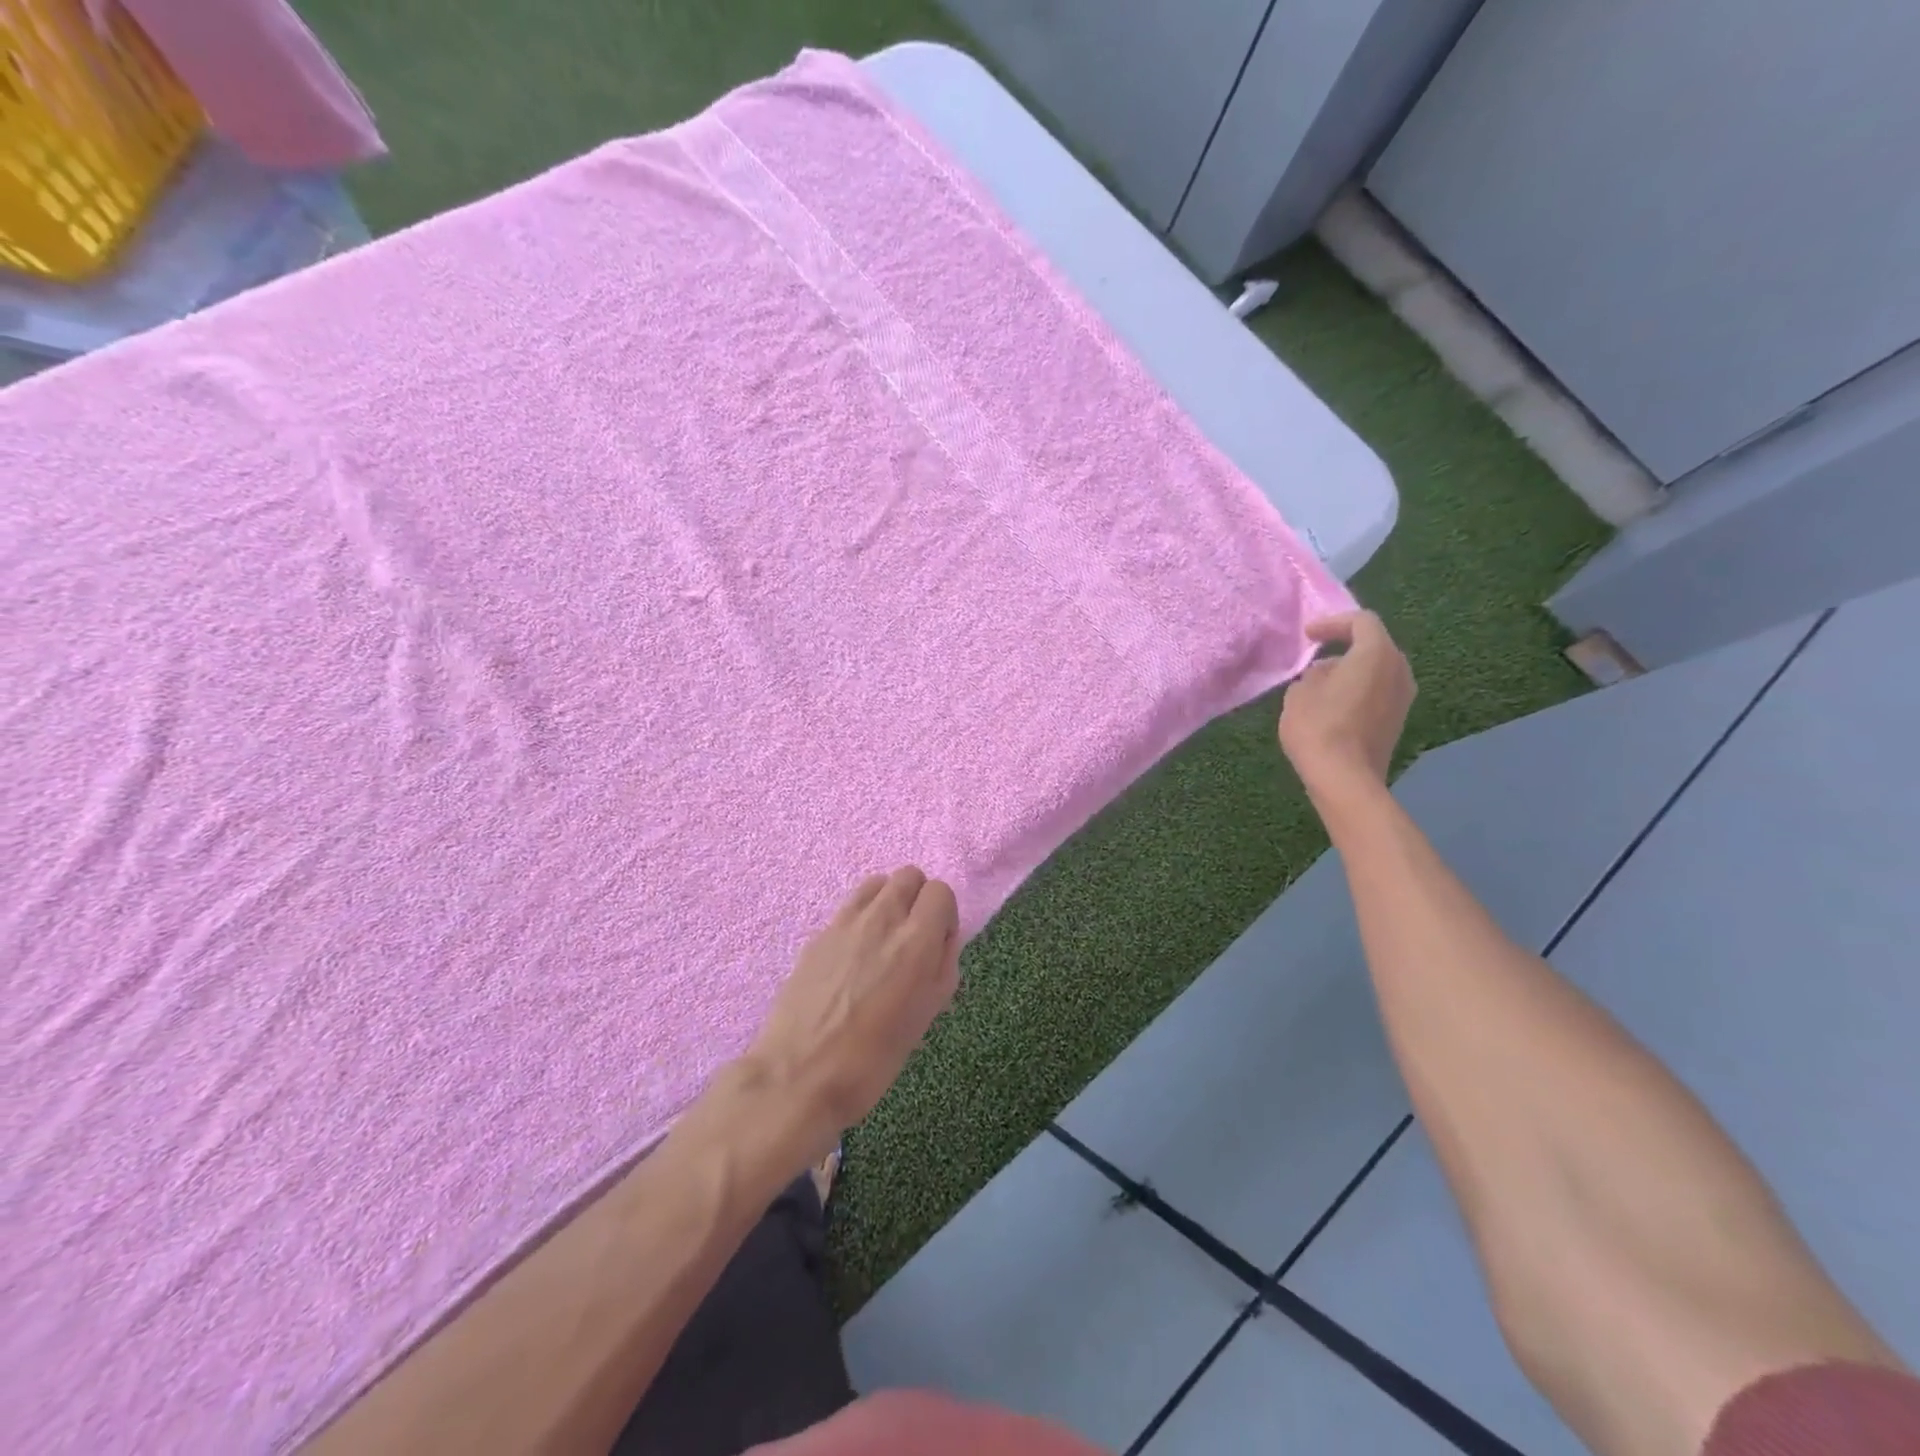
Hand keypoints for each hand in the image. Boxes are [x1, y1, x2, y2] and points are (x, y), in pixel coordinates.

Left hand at [743, 867, 960, 1159]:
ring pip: (876, 883)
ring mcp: (845, 922)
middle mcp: (882, 918)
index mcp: (916, 940)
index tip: (937, 944)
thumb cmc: (874, 1058)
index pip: (941, 891)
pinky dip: (861, 918)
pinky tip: (853, 956)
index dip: (944, 915)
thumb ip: (942, 966)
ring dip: (888, 901)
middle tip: (912, 938)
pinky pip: (849, 907)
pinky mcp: (818, 933)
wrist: (799, 1074)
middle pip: (909, 875)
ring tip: (883, 940)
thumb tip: (941, 939)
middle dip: (917, 899)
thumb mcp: (926, 1015)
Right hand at [1279, 611, 1415, 806]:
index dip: (1332, 623)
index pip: (1361, 622)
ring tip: (1322, 683)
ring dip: (1352, 670)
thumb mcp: (1300, 692)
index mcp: (1376, 654)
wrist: (1345, 778)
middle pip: (1374, 645)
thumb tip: (1325, 674)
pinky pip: (1379, 691)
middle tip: (1317, 656)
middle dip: (1345, 646)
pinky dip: (1359, 689)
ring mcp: (1403, 697)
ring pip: (1378, 670)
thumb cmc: (1319, 727)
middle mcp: (1399, 670)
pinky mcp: (1398, 720)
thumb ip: (1313, 674)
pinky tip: (1334, 704)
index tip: (1308, 636)